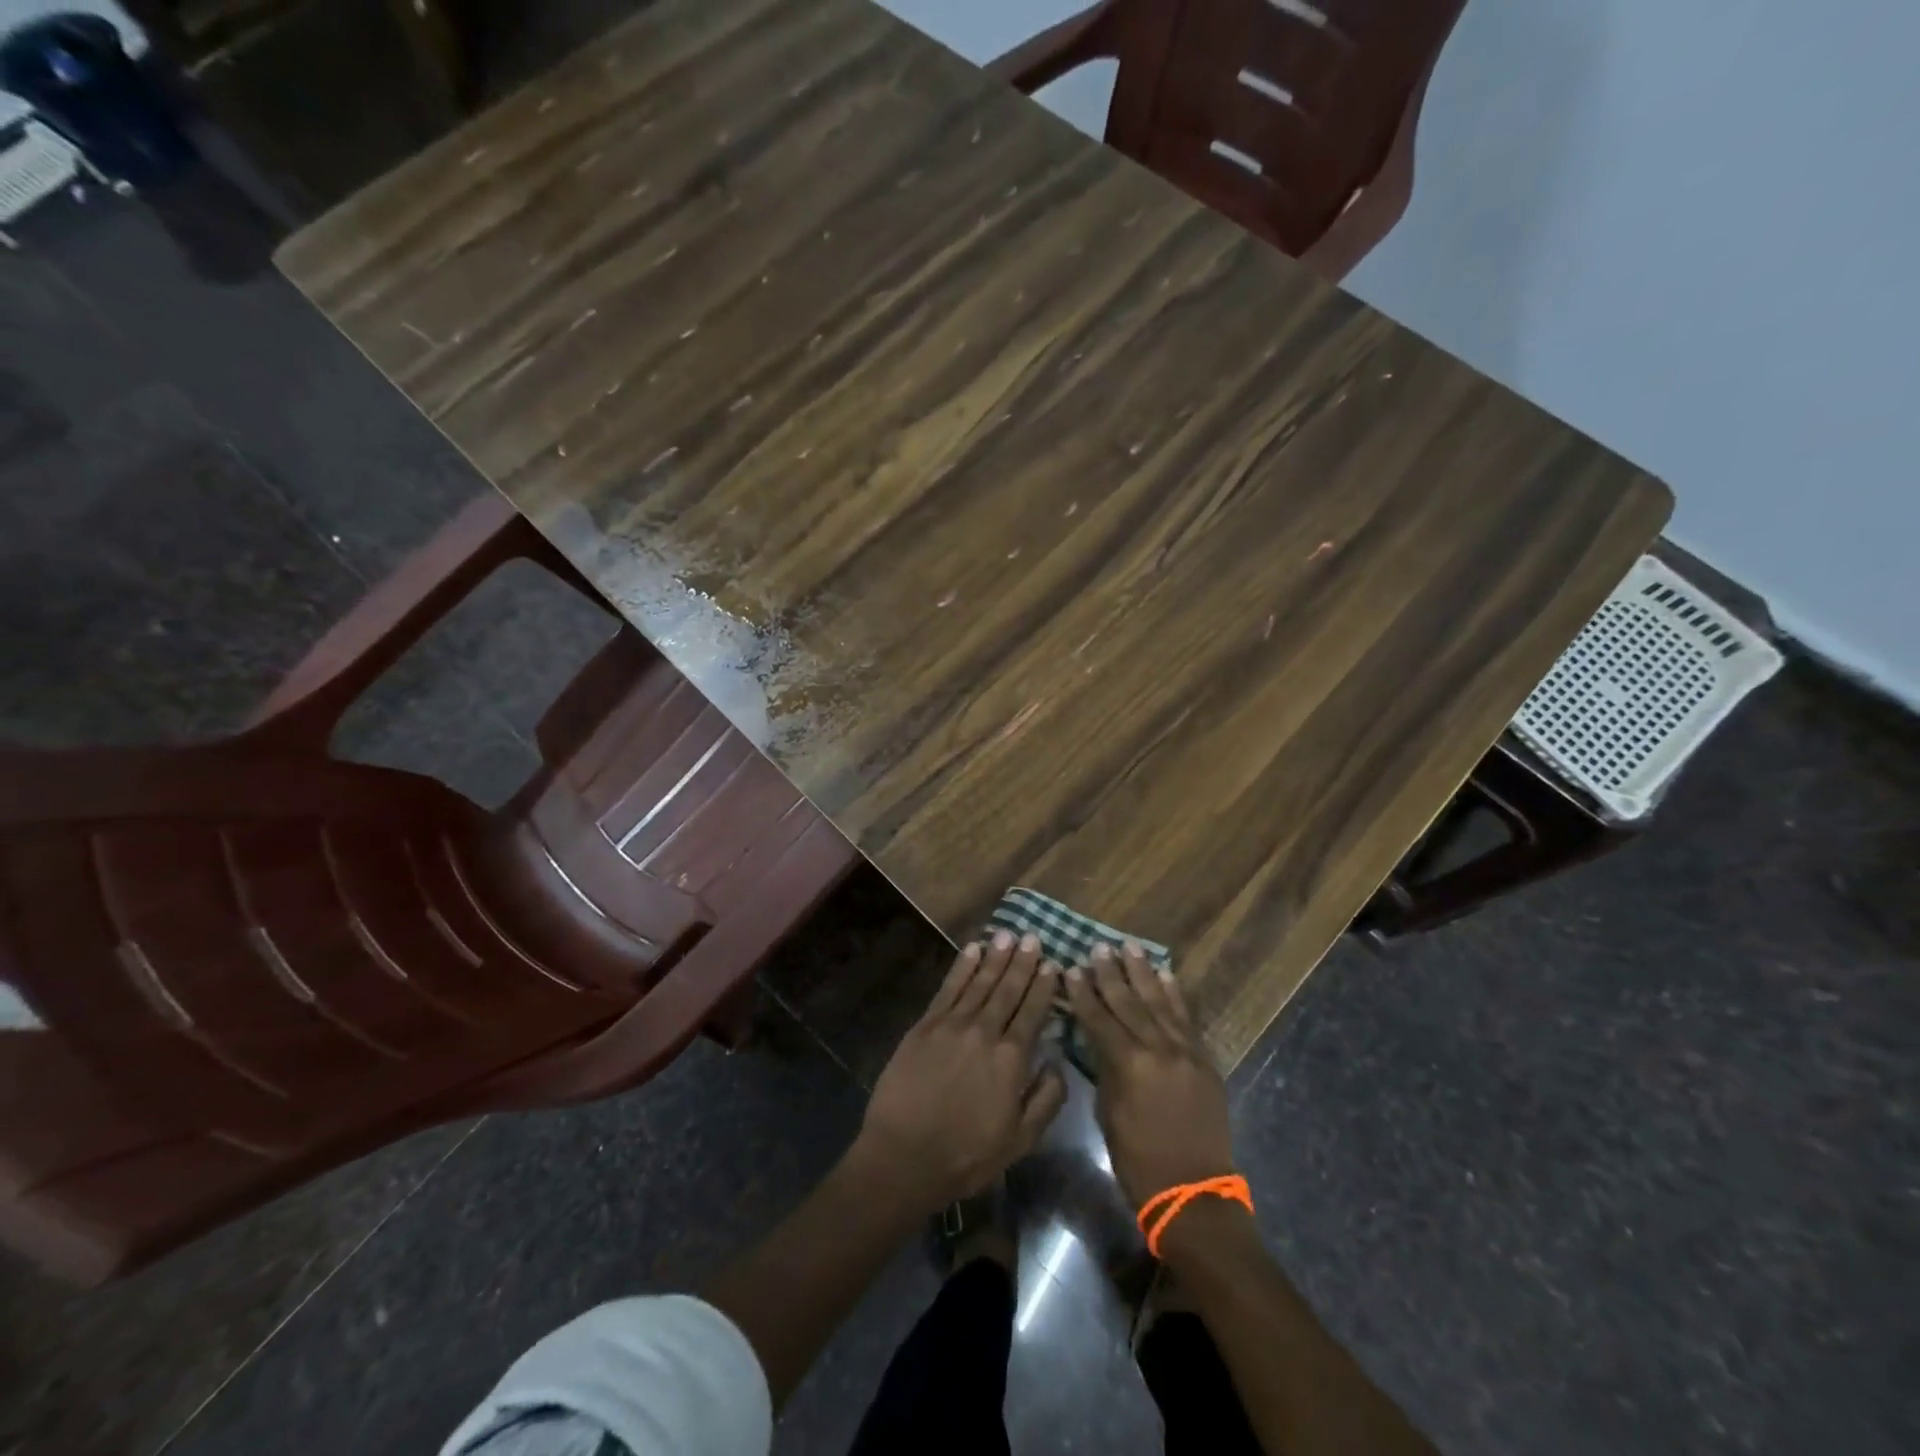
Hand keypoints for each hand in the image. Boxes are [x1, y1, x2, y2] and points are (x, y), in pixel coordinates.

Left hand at [854, 931, 1066, 1209]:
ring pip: (979, 982)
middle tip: (1033, 936)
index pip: (1033, 1012)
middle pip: (1007, 989)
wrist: (904, 1156)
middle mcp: (984, 1032)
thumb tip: (1058, 1061)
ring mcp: (952, 1025)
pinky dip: (961, 967)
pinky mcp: (925, 1025)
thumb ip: (1046, 1098)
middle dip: (1022, 962)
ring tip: (1007, 934)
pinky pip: (948, 988)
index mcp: (1011, 1059)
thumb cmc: (967, 1155)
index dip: (1044, 986)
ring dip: (995, 957)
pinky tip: (972, 950)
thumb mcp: (1020, 1140)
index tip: (1053, 963)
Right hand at [1068, 942, 1235, 1208]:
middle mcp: (1158, 1049)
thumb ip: (1105, 1070)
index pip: (1099, 1018)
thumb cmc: (1139, 1161)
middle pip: (1129, 1002)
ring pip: (1158, 1002)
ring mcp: (1185, 1051)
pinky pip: (1186, 1018)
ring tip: (1128, 947)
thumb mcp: (1109, 1114)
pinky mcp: (1203, 1059)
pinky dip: (1174, 994)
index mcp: (1129, 1064)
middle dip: (1110, 974)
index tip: (1071, 968)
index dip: (1083, 993)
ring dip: (1142, 973)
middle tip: (1097, 948)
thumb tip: (1098, 1040)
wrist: (1194, 1193)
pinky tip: (1164, 974)